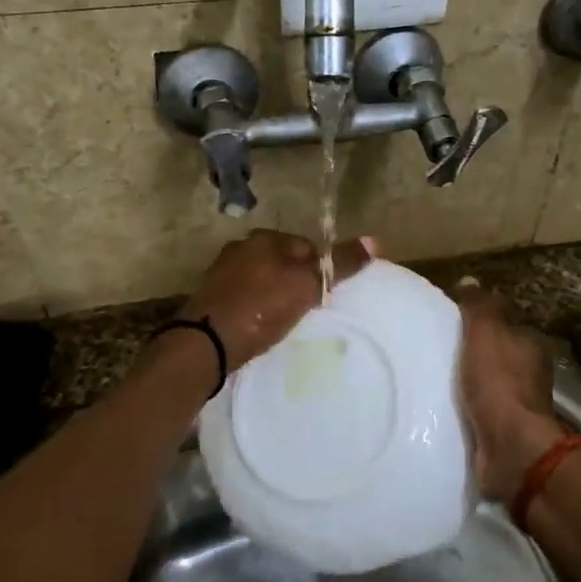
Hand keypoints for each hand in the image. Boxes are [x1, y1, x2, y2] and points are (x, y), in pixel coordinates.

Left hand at [182, 230, 374, 370]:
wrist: (206, 343)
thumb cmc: (261, 308)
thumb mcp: (307, 285)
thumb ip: (340, 264)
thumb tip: (375, 241)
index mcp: (265, 238)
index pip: (306, 246)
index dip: (320, 270)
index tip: (325, 296)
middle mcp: (241, 247)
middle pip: (284, 262)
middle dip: (297, 282)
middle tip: (308, 310)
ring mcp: (223, 272)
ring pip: (264, 279)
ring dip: (275, 295)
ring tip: (286, 322)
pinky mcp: (211, 297)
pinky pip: (246, 297)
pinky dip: (257, 308)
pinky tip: (262, 327)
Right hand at [452, 280, 564, 503]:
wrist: (511, 449)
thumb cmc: (499, 383)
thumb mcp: (486, 332)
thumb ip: (479, 306)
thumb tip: (470, 280)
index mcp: (531, 345)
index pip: (504, 322)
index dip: (478, 319)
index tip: (448, 320)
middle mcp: (530, 373)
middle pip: (494, 354)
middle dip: (469, 352)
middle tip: (432, 348)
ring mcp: (518, 406)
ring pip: (485, 384)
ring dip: (464, 383)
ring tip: (429, 378)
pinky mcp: (502, 433)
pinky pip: (477, 413)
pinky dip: (462, 409)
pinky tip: (438, 406)